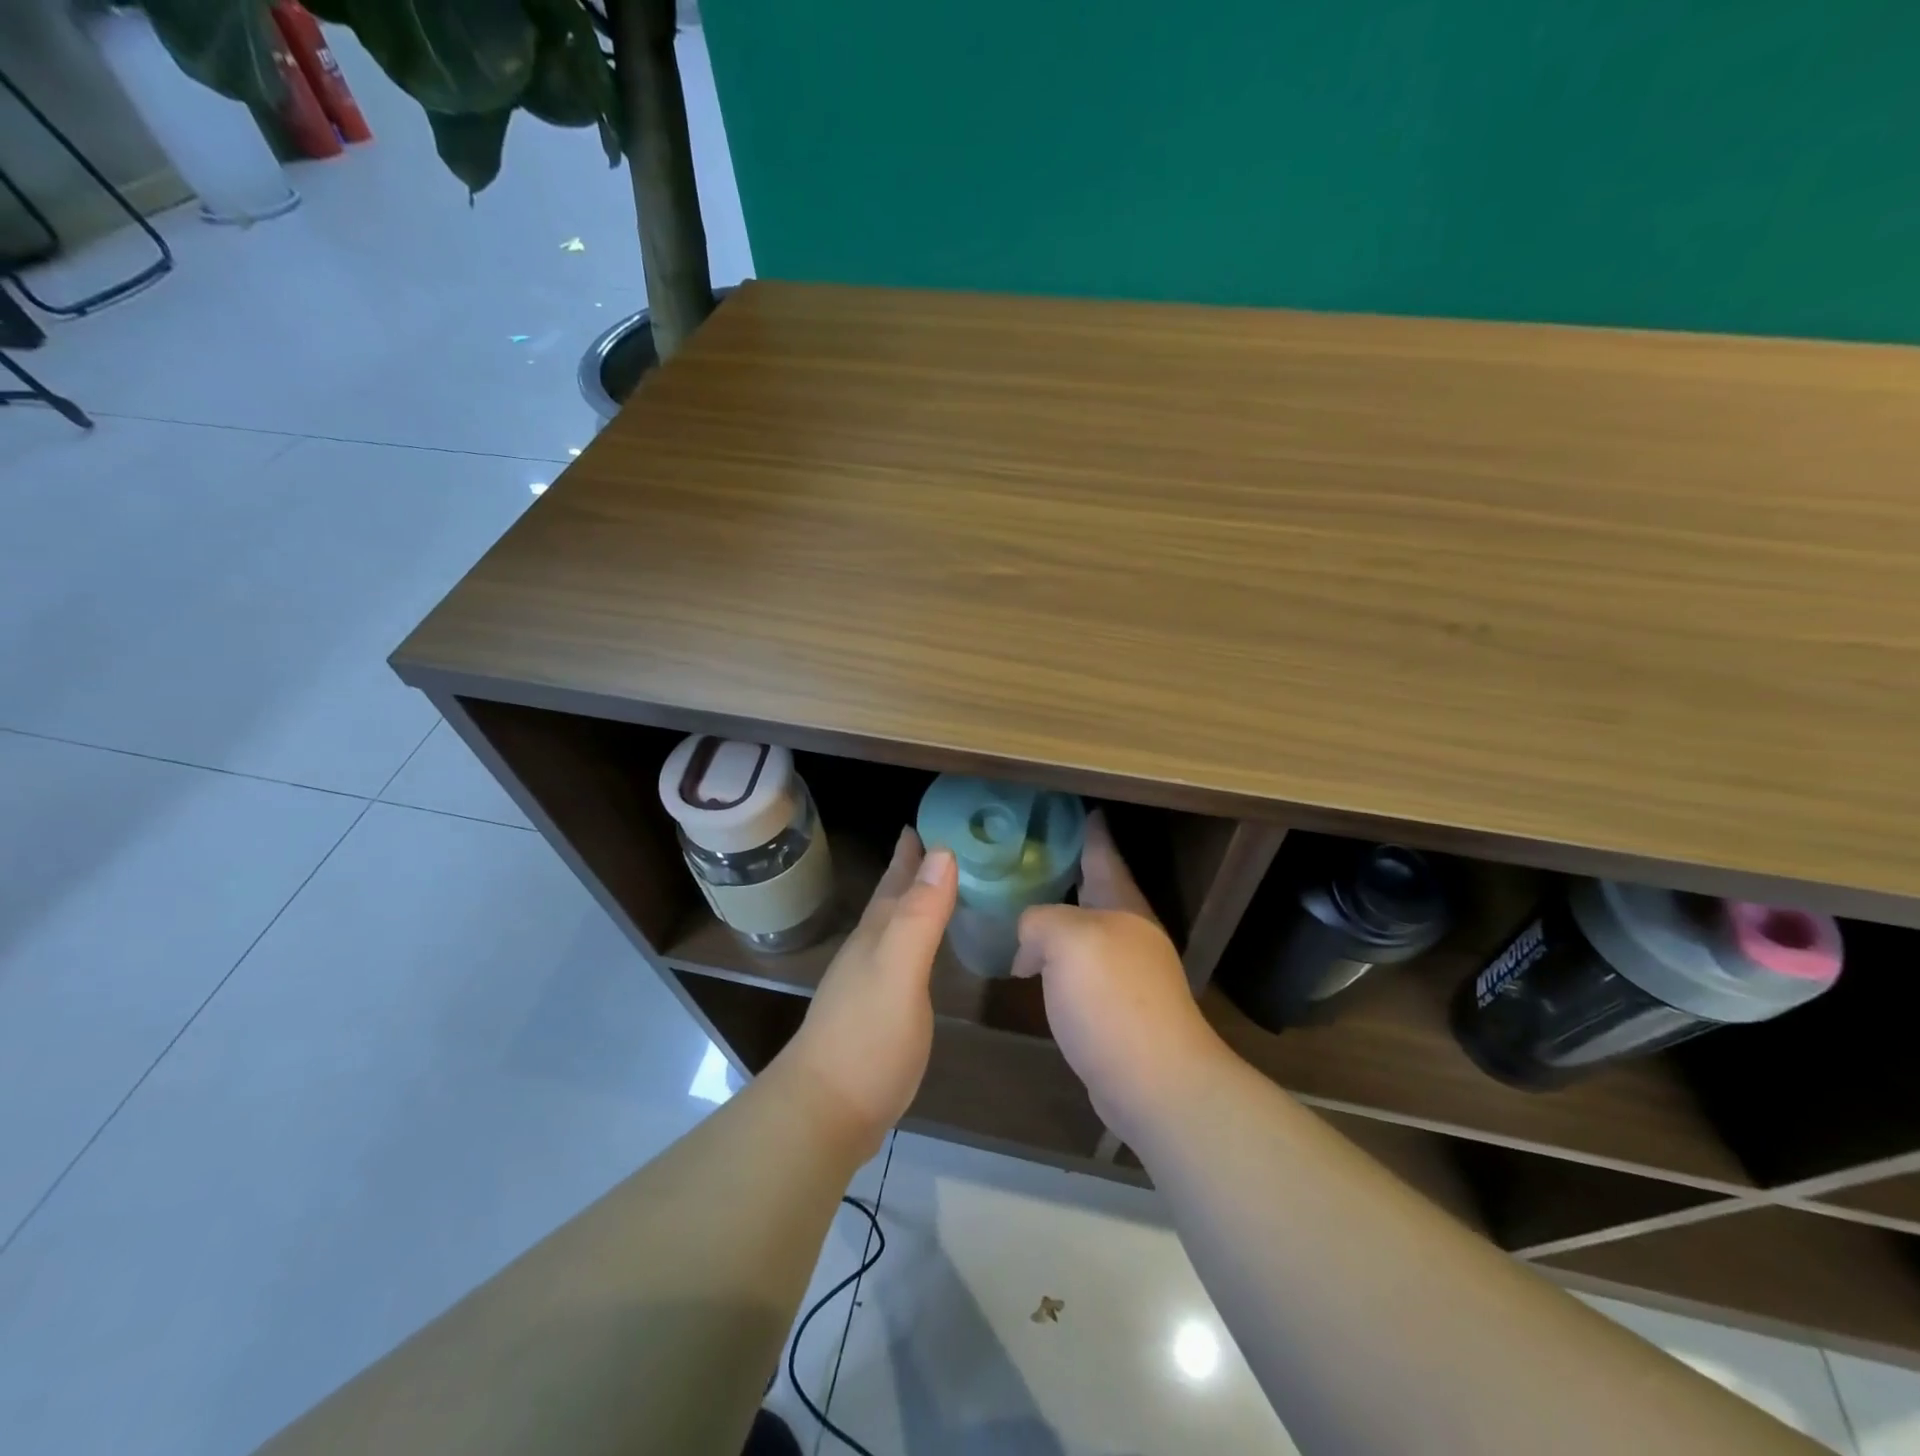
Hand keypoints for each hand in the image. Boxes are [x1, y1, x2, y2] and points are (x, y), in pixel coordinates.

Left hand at [775, 829, 956, 1153]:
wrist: (826, 1111)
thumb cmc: (867, 1038)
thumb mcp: (899, 970)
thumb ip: (921, 916)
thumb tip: (942, 852)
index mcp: (877, 935)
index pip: (896, 881)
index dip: (912, 853)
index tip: (928, 822)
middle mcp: (869, 951)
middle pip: (890, 900)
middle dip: (909, 871)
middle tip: (932, 844)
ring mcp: (868, 983)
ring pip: (894, 927)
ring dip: (911, 903)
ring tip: (931, 888)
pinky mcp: (876, 1013)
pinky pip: (900, 958)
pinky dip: (914, 942)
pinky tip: (919, 953)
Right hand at [1013, 811, 1225, 1145]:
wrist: (1153, 1082)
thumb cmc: (1112, 998)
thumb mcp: (1066, 940)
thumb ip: (1039, 921)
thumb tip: (1029, 942)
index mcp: (1122, 905)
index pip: (1103, 853)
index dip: (1089, 829)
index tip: (1079, 808)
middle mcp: (1128, 931)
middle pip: (1095, 889)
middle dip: (1068, 870)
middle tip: (1031, 853)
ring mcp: (1126, 971)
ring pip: (1084, 929)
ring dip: (1057, 917)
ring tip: (1021, 906)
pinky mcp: (1115, 1007)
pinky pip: (1078, 966)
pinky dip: (1055, 958)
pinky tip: (1032, 965)